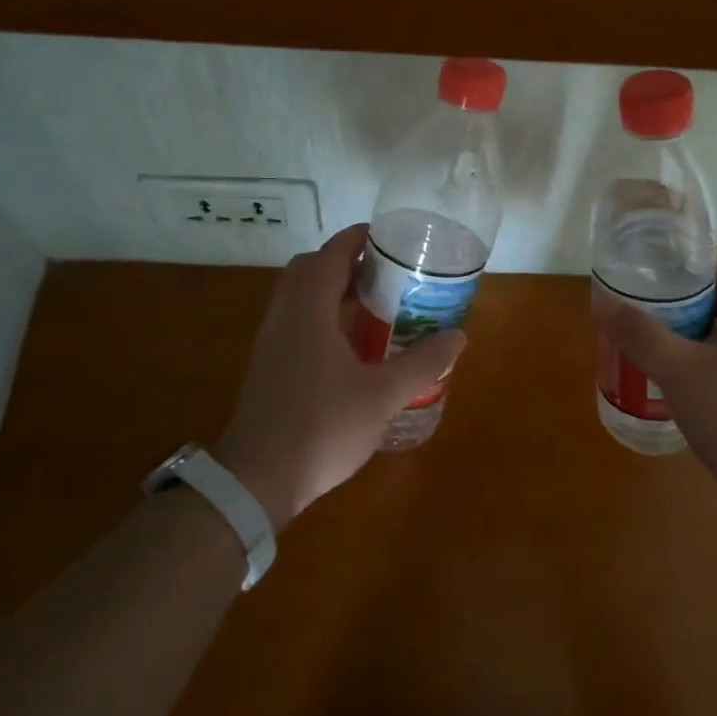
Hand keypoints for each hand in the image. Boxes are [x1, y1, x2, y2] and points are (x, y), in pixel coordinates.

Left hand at [213, 224, 465, 530]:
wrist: (258, 478)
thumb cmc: (322, 427)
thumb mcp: (383, 395)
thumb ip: (422, 363)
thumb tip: (458, 336)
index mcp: (308, 311)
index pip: (330, 255)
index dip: (356, 238)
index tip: (385, 236)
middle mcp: (284, 317)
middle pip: (309, 269)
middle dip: (343, 261)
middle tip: (381, 270)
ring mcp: (271, 342)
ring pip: (298, 296)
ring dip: (330, 289)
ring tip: (371, 302)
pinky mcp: (268, 366)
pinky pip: (294, 321)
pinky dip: (320, 315)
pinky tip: (347, 344)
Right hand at [591, 237, 716, 512]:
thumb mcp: (680, 371)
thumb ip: (640, 334)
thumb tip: (603, 303)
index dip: (692, 244)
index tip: (653, 248)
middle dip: (679, 286)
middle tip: (637, 289)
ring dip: (685, 322)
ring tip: (644, 326)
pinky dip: (696, 352)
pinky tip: (667, 370)